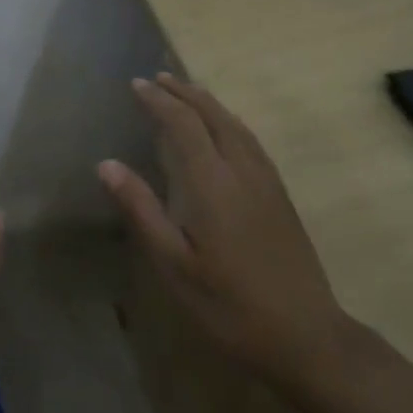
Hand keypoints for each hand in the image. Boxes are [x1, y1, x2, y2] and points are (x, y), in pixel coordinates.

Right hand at [99, 75, 347, 401]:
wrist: (306, 334)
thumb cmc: (230, 305)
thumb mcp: (175, 265)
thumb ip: (141, 210)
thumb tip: (106, 164)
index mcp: (212, 182)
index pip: (183, 123)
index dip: (158, 100)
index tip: (136, 84)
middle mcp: (242, 169)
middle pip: (212, 114)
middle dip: (183, 92)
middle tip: (156, 78)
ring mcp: (266, 180)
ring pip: (234, 123)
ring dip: (206, 101)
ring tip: (184, 92)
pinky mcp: (280, 193)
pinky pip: (249, 138)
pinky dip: (227, 120)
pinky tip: (223, 129)